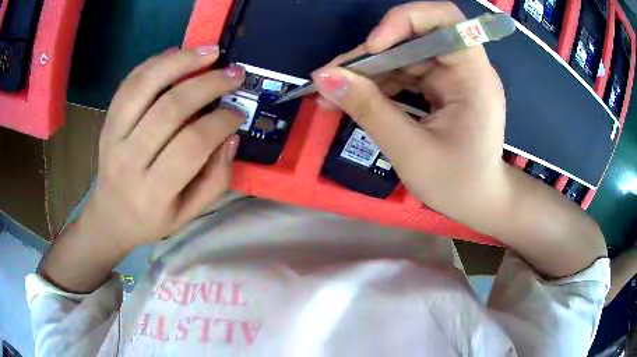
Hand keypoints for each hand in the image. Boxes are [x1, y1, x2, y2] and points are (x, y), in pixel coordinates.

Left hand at [83, 45, 245, 248]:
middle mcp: (128, 160)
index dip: (220, 123)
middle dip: (208, 85)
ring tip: (211, 52)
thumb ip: (215, 180)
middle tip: (235, 74)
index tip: (238, 112)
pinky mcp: (107, 121)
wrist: (110, 216)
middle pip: (169, 110)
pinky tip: (178, 54)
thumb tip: (230, 136)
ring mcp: (113, 136)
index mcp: (153, 192)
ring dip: (181, 62)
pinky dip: (155, 63)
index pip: (190, 146)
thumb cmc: (151, 220)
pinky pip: (129, 83)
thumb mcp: (189, 214)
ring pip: (145, 87)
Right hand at [313, 2, 507, 221]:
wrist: (479, 202)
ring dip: (367, 72)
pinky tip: (352, 99)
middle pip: (414, 37)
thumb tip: (324, 77)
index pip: (445, 19)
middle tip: (331, 79)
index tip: (374, 47)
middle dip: (371, 55)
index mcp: (473, 76)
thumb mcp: (411, 151)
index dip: (406, 20)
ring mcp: (451, 77)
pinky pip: (404, 74)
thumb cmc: (457, 184)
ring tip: (331, 94)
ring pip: (403, 56)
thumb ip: (369, 110)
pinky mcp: (440, 88)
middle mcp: (464, 67)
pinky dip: (377, 84)